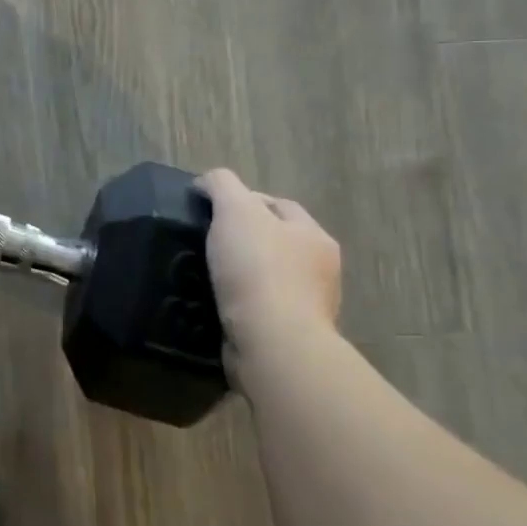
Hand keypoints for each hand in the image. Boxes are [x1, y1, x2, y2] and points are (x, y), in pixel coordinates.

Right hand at [196, 170, 341, 386]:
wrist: (272, 343)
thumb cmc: (257, 270)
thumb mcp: (235, 211)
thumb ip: (221, 185)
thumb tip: (206, 182)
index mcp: (314, 235)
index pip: (278, 205)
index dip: (245, 200)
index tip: (210, 209)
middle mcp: (320, 269)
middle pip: (277, 240)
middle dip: (246, 238)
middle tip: (206, 241)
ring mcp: (308, 305)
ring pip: (269, 277)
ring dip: (243, 274)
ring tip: (207, 274)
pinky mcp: (290, 335)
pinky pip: (261, 309)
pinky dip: (242, 303)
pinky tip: (218, 303)